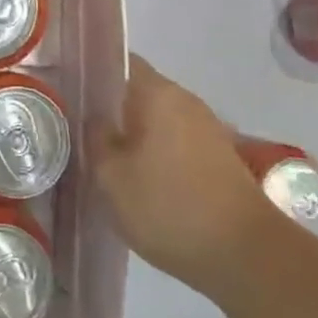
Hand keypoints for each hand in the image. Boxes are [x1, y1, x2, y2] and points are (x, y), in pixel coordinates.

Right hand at [95, 55, 278, 297]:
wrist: (246, 255)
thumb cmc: (169, 207)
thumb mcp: (111, 177)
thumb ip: (96, 139)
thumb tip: (95, 118)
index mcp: (157, 92)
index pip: (119, 62)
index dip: (93, 73)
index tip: (71, 94)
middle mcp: (185, 99)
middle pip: (138, 91)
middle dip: (111, 109)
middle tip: (82, 133)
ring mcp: (207, 127)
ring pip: (157, 118)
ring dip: (135, 134)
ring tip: (109, 161)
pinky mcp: (219, 155)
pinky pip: (176, 141)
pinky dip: (157, 153)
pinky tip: (144, 181)